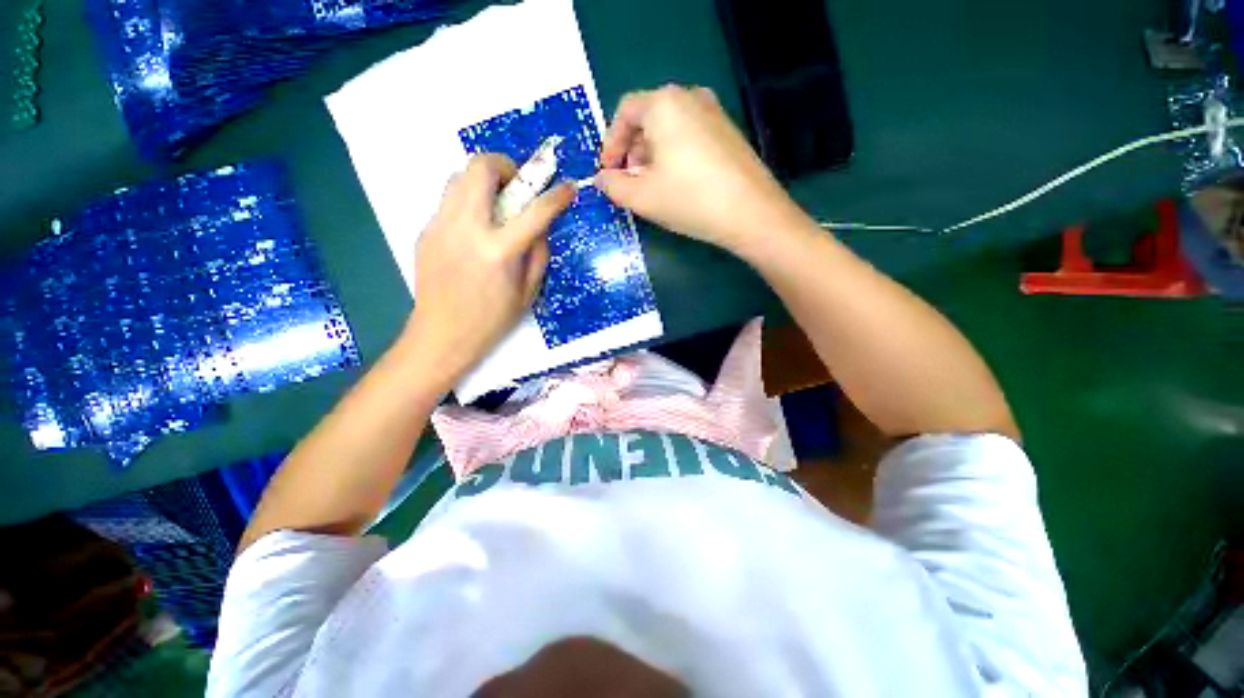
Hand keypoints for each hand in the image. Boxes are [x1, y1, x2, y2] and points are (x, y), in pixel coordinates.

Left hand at [405, 154, 573, 386]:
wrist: (442, 334)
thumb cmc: (492, 319)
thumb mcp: (528, 291)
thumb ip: (538, 253)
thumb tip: (540, 226)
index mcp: (498, 251)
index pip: (534, 212)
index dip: (556, 196)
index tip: (567, 188)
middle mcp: (466, 228)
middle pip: (481, 167)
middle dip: (506, 166)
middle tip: (517, 187)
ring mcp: (440, 226)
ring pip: (459, 176)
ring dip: (483, 181)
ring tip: (495, 205)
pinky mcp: (426, 231)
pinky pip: (449, 200)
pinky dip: (468, 202)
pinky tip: (475, 230)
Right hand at [597, 85, 807, 253]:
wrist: (750, 213)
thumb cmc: (689, 200)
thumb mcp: (642, 197)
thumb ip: (613, 185)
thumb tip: (601, 178)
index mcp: (664, 104)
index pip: (624, 112)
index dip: (610, 143)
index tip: (607, 172)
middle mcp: (689, 97)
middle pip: (647, 118)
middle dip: (631, 151)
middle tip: (629, 183)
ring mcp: (713, 112)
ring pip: (669, 128)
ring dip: (651, 155)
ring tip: (651, 187)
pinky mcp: (727, 131)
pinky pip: (689, 135)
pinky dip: (673, 155)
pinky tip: (676, 183)